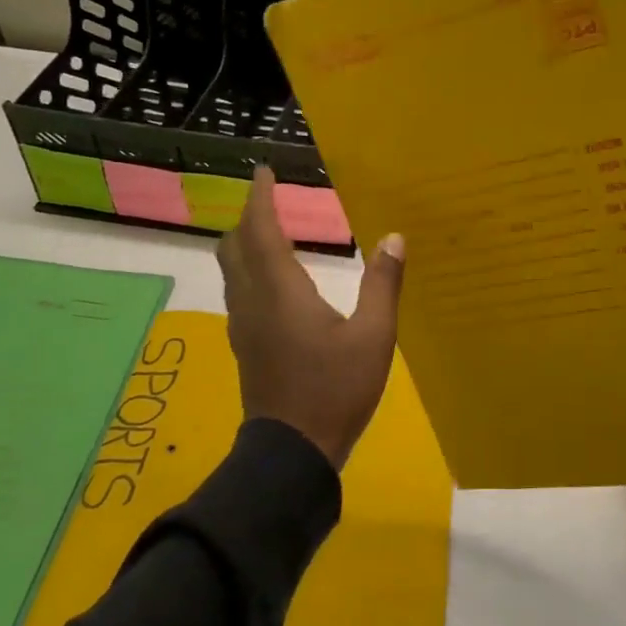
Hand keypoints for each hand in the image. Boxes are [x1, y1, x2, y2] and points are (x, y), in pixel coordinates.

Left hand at [218, 167, 404, 469]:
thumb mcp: (374, 336)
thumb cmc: (334, 389)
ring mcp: (242, 325)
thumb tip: (394, 237)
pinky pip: (239, 291)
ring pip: (231, 270)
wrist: (291, 454)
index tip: (264, 171)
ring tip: (274, 232)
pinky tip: (277, 281)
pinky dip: (250, 269)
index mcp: (279, 290)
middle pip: (233, 246)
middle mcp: (251, 300)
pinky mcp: (244, 345)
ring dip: (246, 244)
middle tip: (271, 200)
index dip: (260, 197)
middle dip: (248, 217)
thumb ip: (383, 284)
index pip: (260, 230)